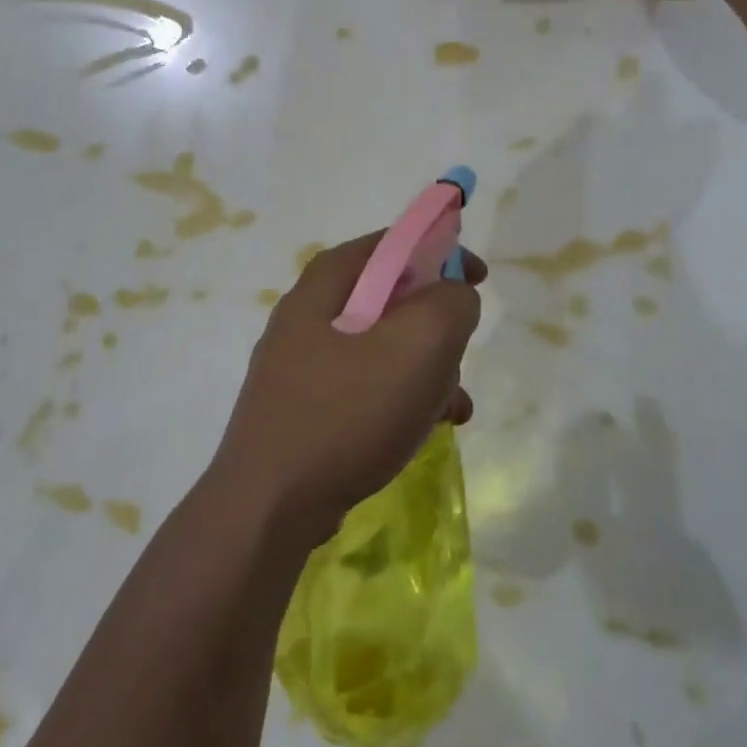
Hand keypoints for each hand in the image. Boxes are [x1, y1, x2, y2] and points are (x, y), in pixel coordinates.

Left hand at [212, 233, 483, 544]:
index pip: (392, 241)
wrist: (270, 505)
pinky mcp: (304, 405)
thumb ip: (449, 303)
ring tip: (451, 404)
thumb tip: (453, 296)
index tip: (476, 279)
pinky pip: (365, 385)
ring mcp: (301, 362)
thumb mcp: (418, 345)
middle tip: (458, 352)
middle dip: (435, 323)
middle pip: (389, 296)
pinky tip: (425, 429)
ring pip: (382, 346)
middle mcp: (308, 312)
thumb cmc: (347, 412)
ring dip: (425, 368)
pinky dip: (400, 397)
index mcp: (327, 282)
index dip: (441, 250)